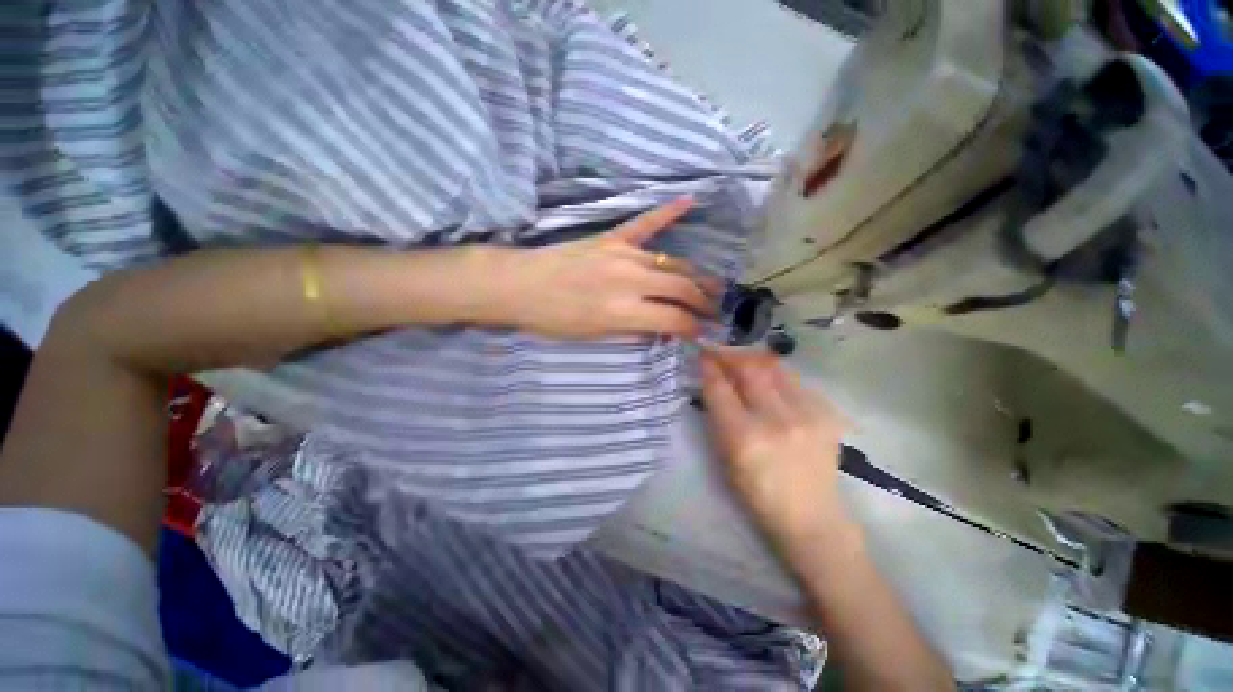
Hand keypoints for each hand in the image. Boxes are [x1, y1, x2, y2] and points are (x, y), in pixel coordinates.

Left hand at [491, 197, 716, 339]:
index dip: (693, 329)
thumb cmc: (553, 319)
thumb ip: (635, 330)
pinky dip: (667, 212)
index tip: (702, 333)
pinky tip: (690, 201)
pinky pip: (644, 223)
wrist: (518, 285)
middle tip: (714, 312)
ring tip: (711, 286)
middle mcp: (630, 279)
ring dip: (695, 276)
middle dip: (703, 303)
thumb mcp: (596, 336)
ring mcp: (622, 253)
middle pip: (681, 288)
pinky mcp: (611, 238)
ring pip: (672, 262)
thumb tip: (663, 328)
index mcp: (623, 311)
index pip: (675, 319)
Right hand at [700, 350, 851, 546]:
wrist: (812, 518)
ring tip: (745, 362)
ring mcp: (806, 415)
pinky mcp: (827, 414)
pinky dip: (778, 377)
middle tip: (722, 352)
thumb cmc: (758, 494)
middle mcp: (775, 420)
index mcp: (744, 437)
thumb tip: (713, 382)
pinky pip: (796, 382)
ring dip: (754, 361)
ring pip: (775, 369)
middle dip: (731, 355)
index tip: (703, 354)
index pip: (720, 388)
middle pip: (749, 370)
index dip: (709, 366)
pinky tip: (772, 385)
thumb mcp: (726, 457)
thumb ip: (719, 416)